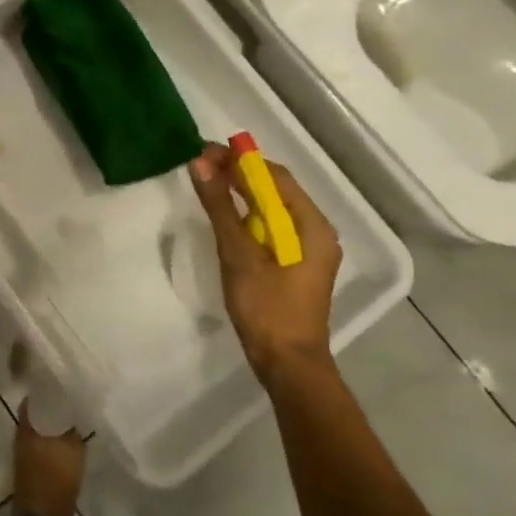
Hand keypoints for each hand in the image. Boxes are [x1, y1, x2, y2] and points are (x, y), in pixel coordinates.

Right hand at [187, 145, 341, 382]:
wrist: (287, 363)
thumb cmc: (266, 307)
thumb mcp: (238, 253)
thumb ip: (220, 206)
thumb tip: (200, 162)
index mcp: (311, 225)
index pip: (274, 176)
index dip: (240, 160)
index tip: (204, 152)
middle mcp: (315, 230)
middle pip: (275, 189)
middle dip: (239, 174)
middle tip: (200, 165)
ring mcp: (307, 249)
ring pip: (272, 208)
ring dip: (241, 193)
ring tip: (207, 184)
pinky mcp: (295, 264)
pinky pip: (271, 227)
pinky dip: (247, 215)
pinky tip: (225, 215)